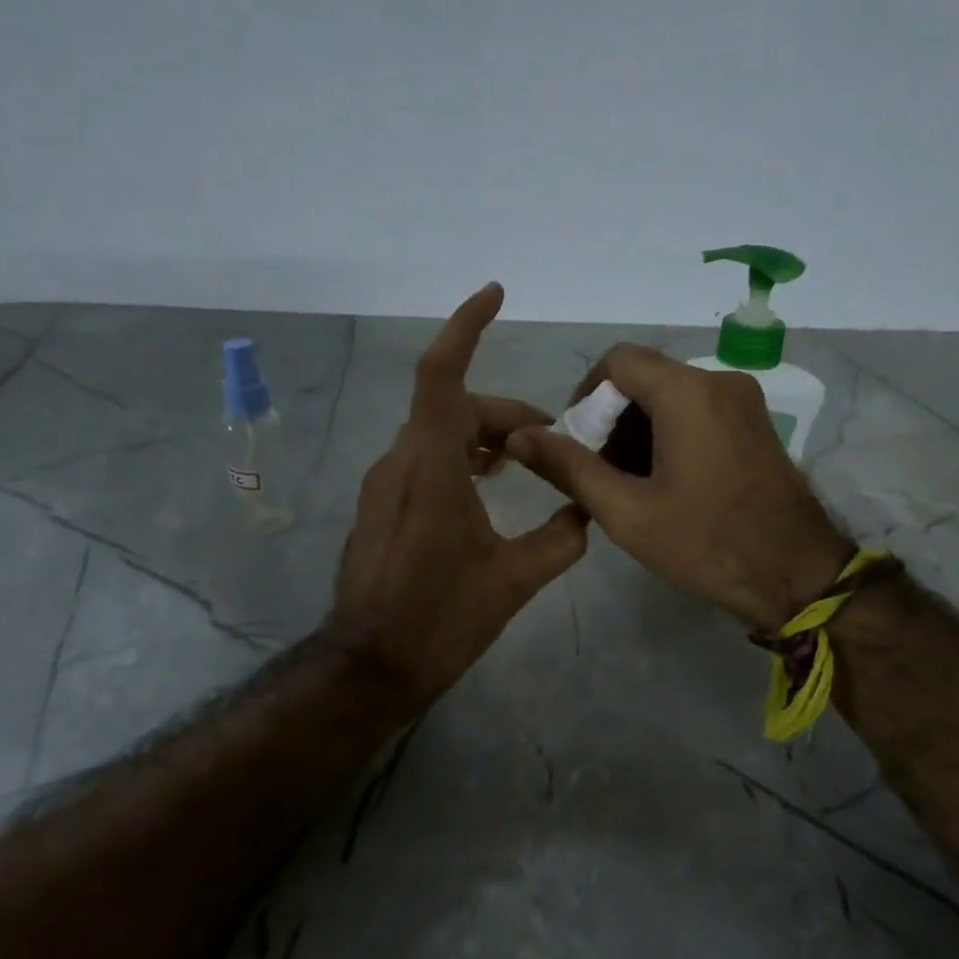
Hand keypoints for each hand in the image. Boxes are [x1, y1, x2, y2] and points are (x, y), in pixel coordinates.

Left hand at [329, 284, 588, 703]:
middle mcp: (400, 462)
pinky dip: (458, 457)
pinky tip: (485, 488)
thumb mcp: (515, 579)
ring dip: (482, 437)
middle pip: (454, 407)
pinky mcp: (380, 506)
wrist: (372, 665)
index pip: (442, 374)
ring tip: (523, 462)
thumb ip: (560, 538)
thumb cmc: (443, 617)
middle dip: (504, 414)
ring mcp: (383, 484)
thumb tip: (586, 513)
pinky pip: (422, 459)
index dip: (466, 326)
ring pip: (437, 434)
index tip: (494, 294)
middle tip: (550, 442)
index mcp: (431, 466)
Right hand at [507, 345, 849, 632]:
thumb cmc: (706, 543)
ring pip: (672, 395)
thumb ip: (569, 468)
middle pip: (645, 378)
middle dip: (612, 418)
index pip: (617, 361)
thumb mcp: (626, 511)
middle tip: (599, 472)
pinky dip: (670, 434)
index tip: (575, 442)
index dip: (585, 395)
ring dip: (640, 429)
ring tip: (629, 484)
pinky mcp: (756, 424)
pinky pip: (699, 411)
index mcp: (687, 392)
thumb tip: (518, 438)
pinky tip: (664, 482)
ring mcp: (744, 402)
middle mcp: (719, 381)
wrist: (796, 575)